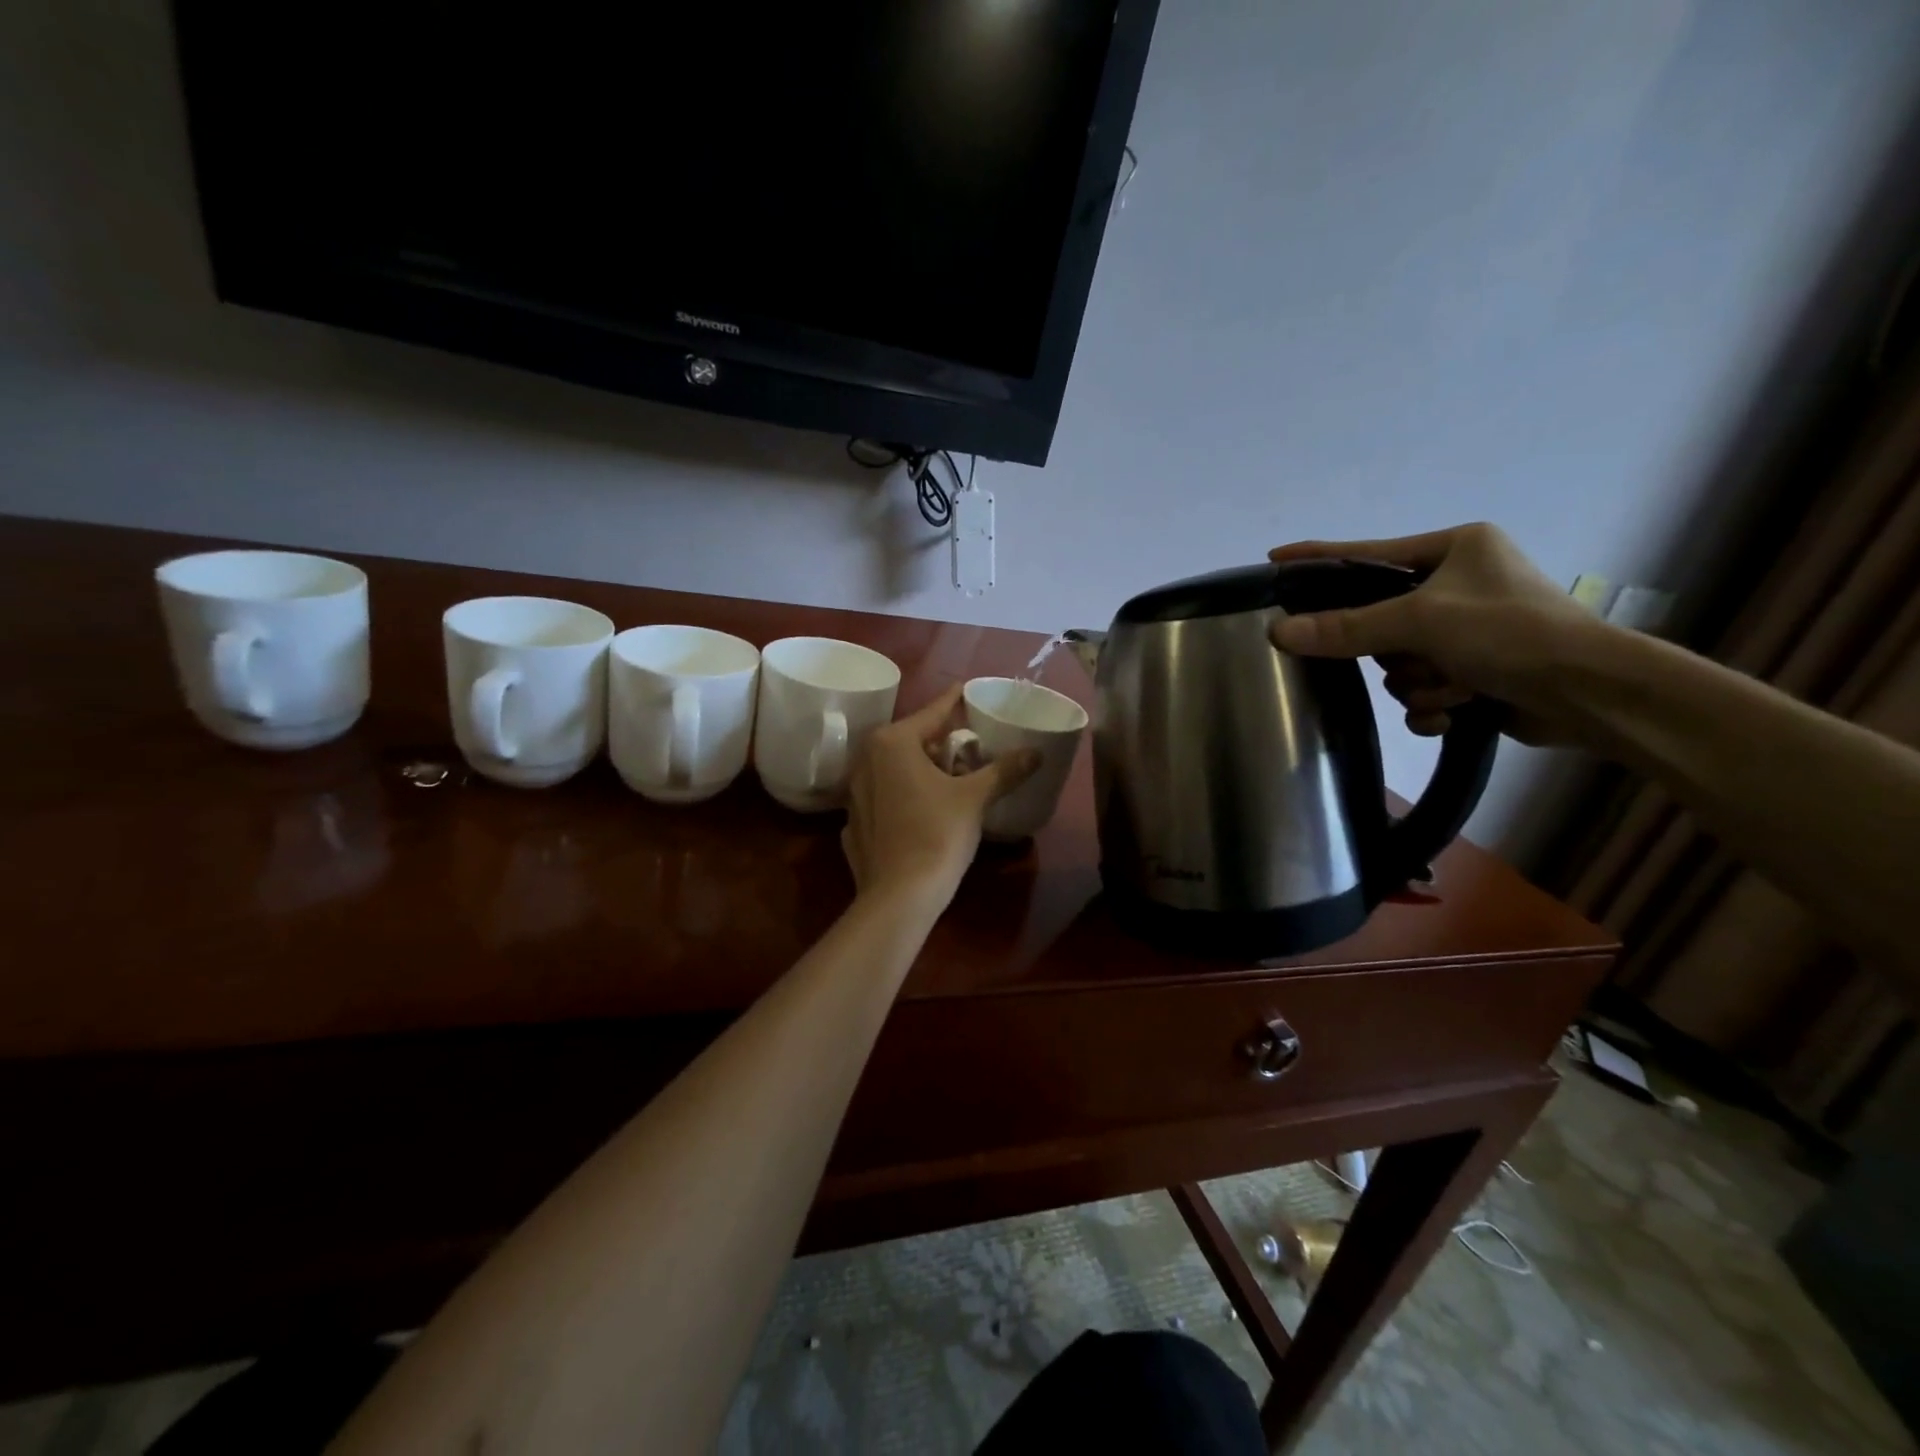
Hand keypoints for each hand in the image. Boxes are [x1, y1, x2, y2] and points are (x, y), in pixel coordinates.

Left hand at [841, 684, 1040, 913]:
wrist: (899, 896)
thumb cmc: (937, 834)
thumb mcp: (975, 798)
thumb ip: (1004, 770)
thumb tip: (1036, 752)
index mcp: (892, 743)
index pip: (932, 713)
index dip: (953, 701)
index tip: (965, 689)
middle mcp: (866, 760)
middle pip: (912, 741)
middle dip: (940, 742)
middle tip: (969, 746)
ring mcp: (854, 793)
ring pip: (895, 769)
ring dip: (921, 770)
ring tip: (951, 778)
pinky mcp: (853, 823)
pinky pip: (885, 798)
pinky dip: (904, 797)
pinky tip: (923, 812)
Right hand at [1266, 523, 1601, 744]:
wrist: (1593, 695)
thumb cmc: (1511, 633)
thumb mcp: (1422, 622)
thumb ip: (1347, 627)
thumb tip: (1279, 631)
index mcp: (1455, 549)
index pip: (1367, 553)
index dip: (1319, 558)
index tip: (1274, 560)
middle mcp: (1460, 583)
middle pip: (1379, 620)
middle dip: (1395, 651)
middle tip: (1412, 656)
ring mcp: (1469, 630)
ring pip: (1399, 661)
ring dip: (1420, 682)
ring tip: (1455, 687)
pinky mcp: (1476, 671)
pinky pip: (1421, 688)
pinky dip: (1433, 704)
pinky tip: (1456, 711)